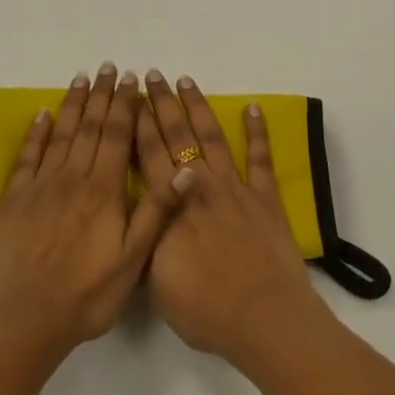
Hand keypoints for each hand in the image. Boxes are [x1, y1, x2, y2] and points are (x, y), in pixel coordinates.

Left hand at [0, 64, 186, 362]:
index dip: (125, 105)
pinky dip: (37, 132)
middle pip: (90, 126)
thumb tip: (184, 169)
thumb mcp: (132, 259)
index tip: (131, 80)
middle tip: (109, 67)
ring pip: (61, 133)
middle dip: (101, 94)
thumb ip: (156, 210)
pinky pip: (28, 156)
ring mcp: (41, 185)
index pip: (117, 135)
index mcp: (103, 190)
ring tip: (82, 78)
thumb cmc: (86, 294)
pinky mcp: (15, 198)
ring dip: (73, 104)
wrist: (25, 319)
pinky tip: (43, 114)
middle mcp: (72, 177)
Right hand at [135, 71, 328, 369]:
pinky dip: (257, 132)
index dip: (138, 123)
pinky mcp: (265, 199)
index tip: (130, 95)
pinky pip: (259, 159)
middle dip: (162, 104)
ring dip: (198, 107)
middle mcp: (199, 185)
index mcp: (170, 204)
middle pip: (177, 136)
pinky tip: (253, 108)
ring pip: (212, 137)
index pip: (148, 154)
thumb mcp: (155, 281)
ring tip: (185, 81)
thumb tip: (132, 212)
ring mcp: (234, 189)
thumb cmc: (204, 308)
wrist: (263, 319)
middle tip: (152, 75)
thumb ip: (144, 238)